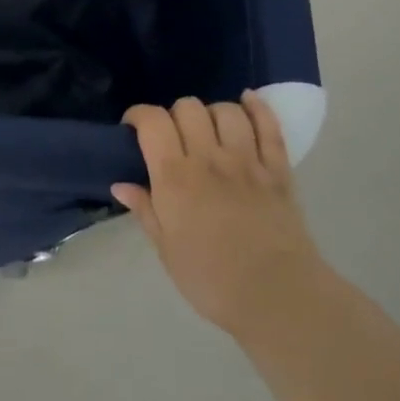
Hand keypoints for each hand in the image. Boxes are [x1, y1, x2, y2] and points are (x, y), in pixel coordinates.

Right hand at [112, 91, 323, 336]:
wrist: (277, 298)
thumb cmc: (211, 279)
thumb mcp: (166, 250)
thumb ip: (145, 210)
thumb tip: (121, 184)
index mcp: (175, 178)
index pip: (152, 121)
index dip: (138, 115)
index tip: (133, 129)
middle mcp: (209, 158)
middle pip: (188, 107)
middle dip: (174, 115)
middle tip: (173, 138)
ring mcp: (248, 161)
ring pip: (226, 111)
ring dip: (211, 114)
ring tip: (208, 131)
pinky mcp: (278, 170)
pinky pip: (269, 125)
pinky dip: (257, 107)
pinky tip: (246, 102)